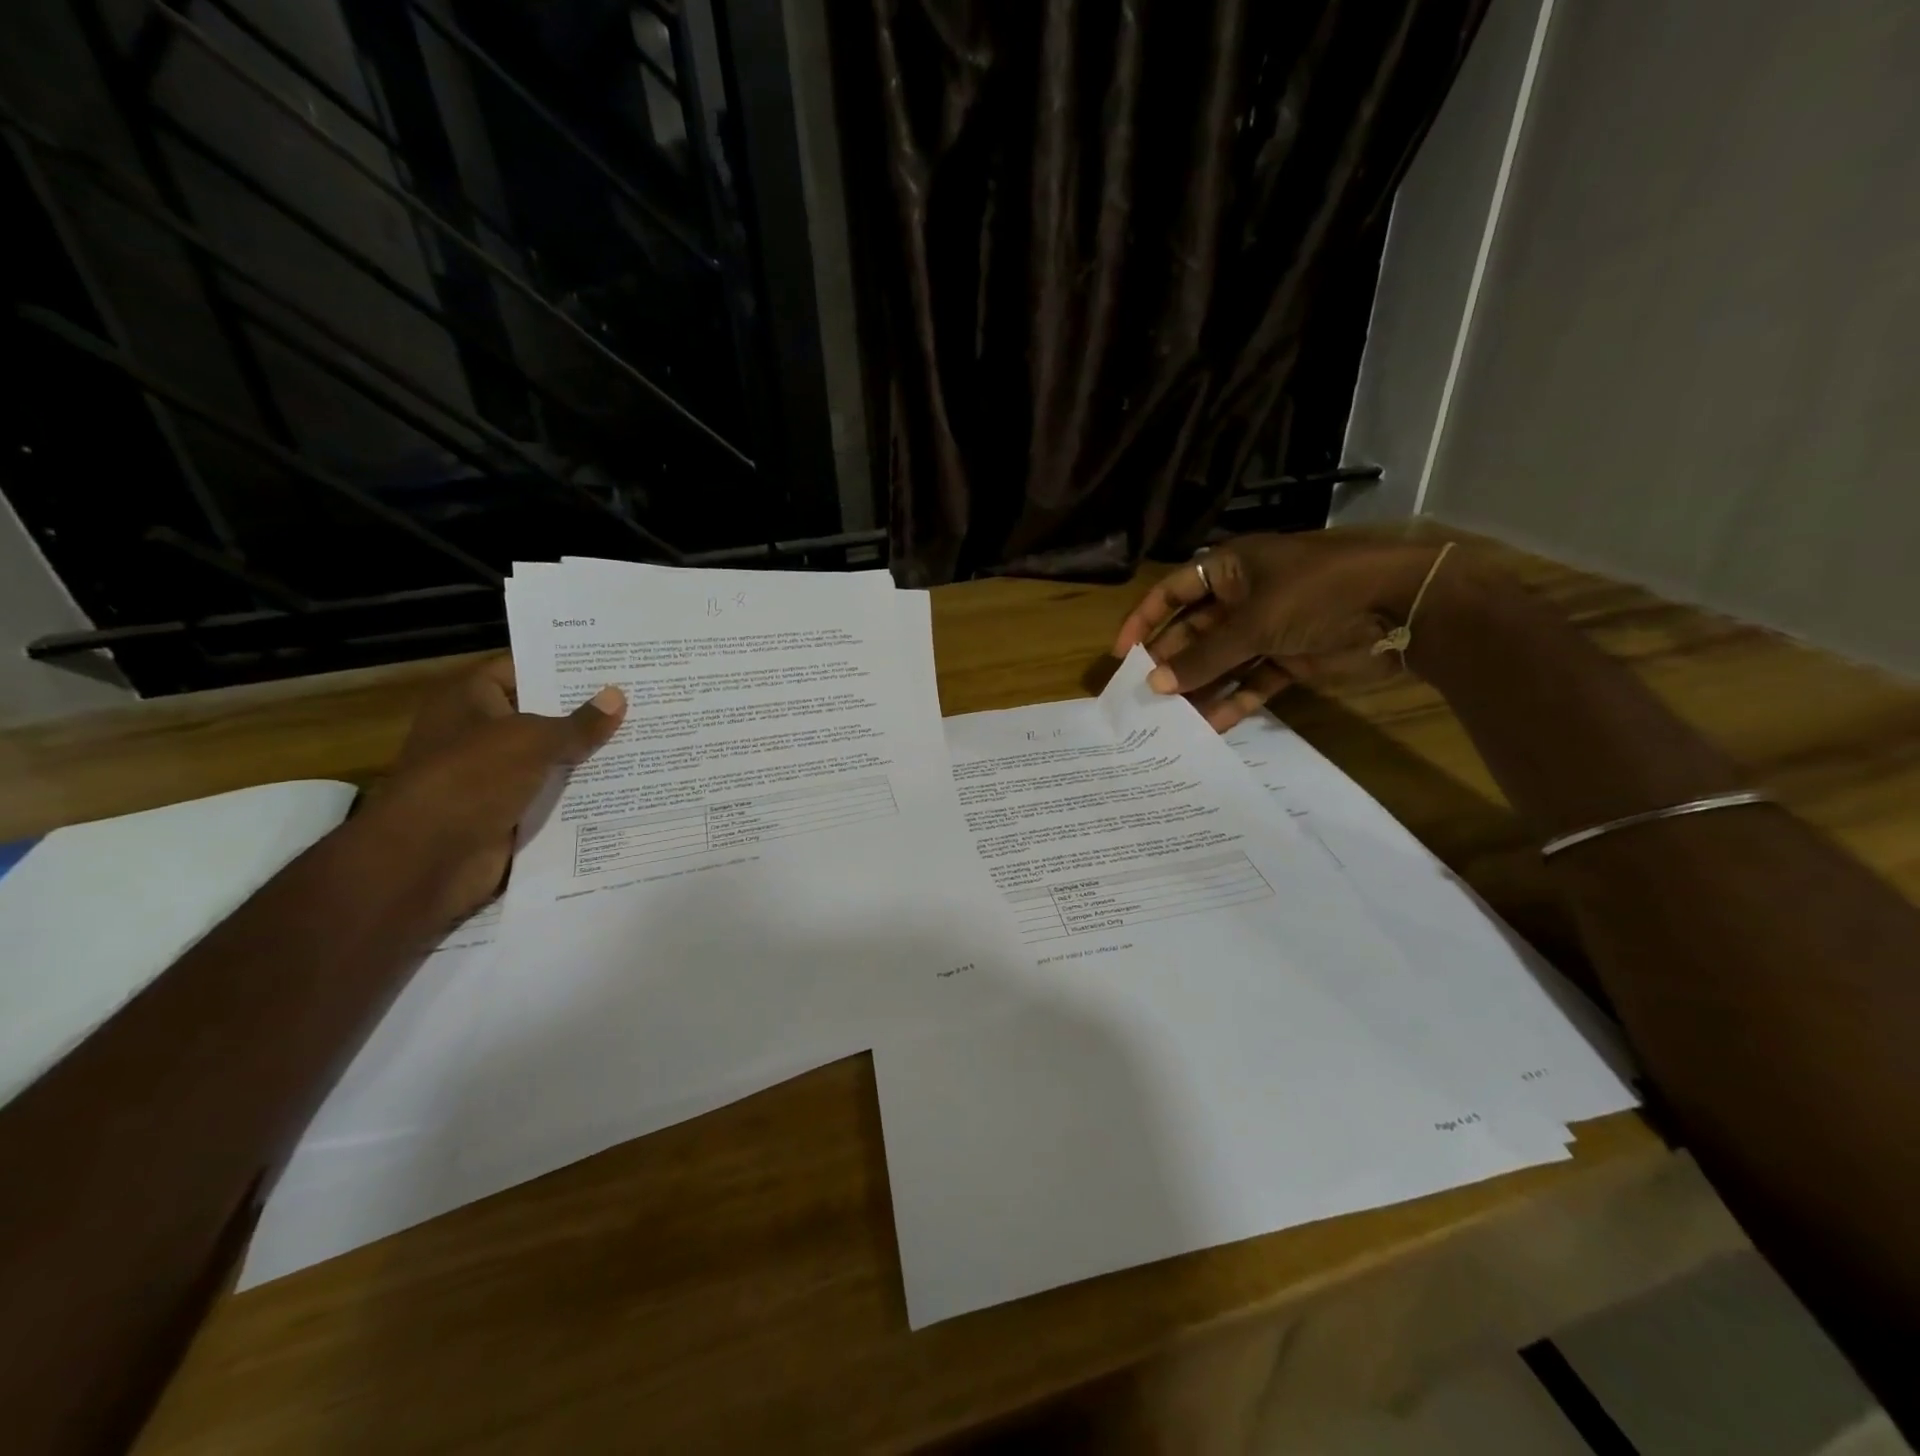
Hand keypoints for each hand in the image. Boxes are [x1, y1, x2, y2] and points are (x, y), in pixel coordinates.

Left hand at [362, 657, 625, 924]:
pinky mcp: (508, 811)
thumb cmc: (472, 779)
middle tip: (641, 699)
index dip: (564, 667)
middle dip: (587, 712)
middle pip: (542, 714)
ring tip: (646, 738)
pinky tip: (627, 782)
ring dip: (589, 755)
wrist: (428, 859)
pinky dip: (582, 792)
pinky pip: (553, 795)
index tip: (613, 666)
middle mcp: (480, 732)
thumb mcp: (533, 741)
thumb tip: (618, 697)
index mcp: (470, 700)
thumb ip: (579, 723)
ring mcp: (494, 775)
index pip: (522, 669)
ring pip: (552, 758)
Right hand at [1112, 532, 1457, 731]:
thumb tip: (1155, 683)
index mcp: (1230, 568)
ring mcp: (1267, 630)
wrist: (1404, 607)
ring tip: (1170, 719)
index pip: (1173, 591)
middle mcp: (1243, 597)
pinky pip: (1251, 682)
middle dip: (1172, 662)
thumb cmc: (1319, 593)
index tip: (1123, 655)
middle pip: (1194, 632)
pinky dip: (1234, 701)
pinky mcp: (1290, 659)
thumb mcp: (1253, 622)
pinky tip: (1210, 726)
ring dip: (1199, 687)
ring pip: (1221, 662)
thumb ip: (1204, 656)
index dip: (1145, 620)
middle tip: (1144, 697)